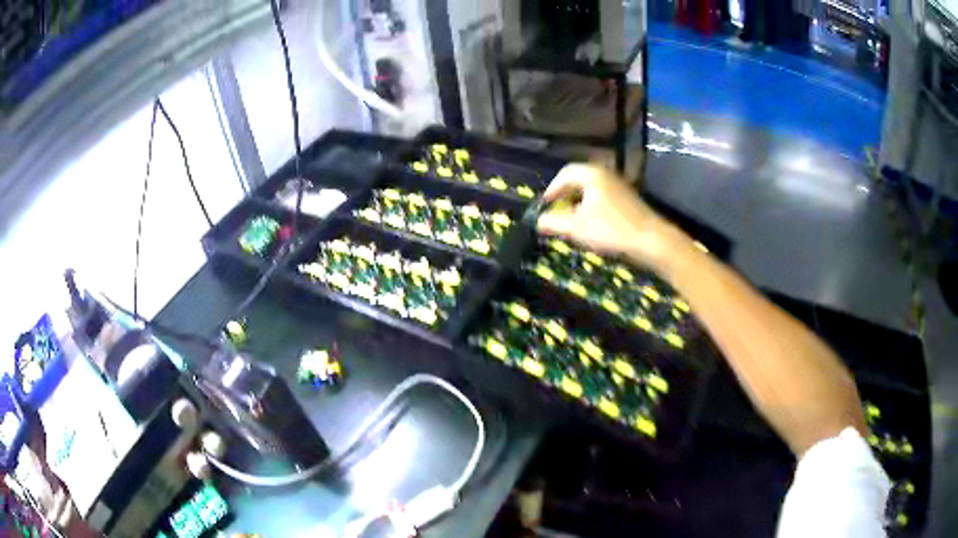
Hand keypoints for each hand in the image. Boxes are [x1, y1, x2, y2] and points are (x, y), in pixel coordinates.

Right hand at [537, 164, 687, 270]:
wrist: (650, 240)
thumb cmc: (610, 229)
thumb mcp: (576, 227)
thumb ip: (554, 222)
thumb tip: (538, 221)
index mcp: (592, 175)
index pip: (565, 173)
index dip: (552, 188)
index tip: (545, 205)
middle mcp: (606, 175)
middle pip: (579, 179)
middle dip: (565, 195)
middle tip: (556, 210)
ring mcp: (619, 186)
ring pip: (592, 189)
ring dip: (578, 202)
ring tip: (571, 219)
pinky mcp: (628, 200)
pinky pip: (603, 197)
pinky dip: (592, 206)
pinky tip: (591, 223)